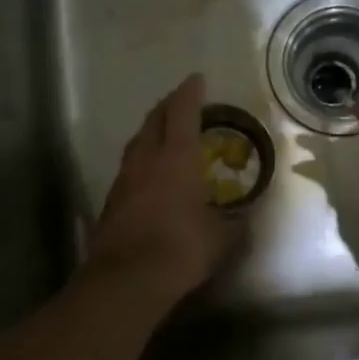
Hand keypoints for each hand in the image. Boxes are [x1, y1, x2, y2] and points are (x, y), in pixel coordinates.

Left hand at [86, 74, 239, 305]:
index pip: (183, 112)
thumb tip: (247, 217)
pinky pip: (129, 166)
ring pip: (138, 142)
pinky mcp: (112, 200)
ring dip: (152, 130)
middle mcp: (148, 159)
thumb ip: (236, 224)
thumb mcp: (222, 239)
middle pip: (155, 120)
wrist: (126, 279)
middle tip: (182, 102)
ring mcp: (125, 179)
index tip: (197, 80)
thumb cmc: (181, 249)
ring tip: (165, 132)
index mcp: (178, 158)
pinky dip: (142, 158)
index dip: (190, 93)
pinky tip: (150, 172)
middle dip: (168, 105)